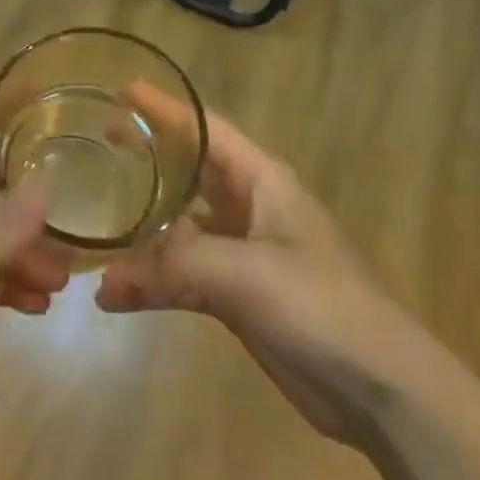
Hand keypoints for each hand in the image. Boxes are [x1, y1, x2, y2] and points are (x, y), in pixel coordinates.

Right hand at [96, 106, 436, 447]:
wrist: (382, 389)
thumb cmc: (321, 305)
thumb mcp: (247, 273)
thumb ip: (174, 267)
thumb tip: (105, 281)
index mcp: (262, 180)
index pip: (205, 128)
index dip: (164, 107)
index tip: (121, 91)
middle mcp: (250, 206)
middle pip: (190, 169)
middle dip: (148, 155)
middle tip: (99, 143)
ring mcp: (244, 252)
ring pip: (182, 225)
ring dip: (143, 225)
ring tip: (98, 217)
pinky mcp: (238, 295)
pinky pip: (184, 274)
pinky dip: (152, 281)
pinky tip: (116, 295)